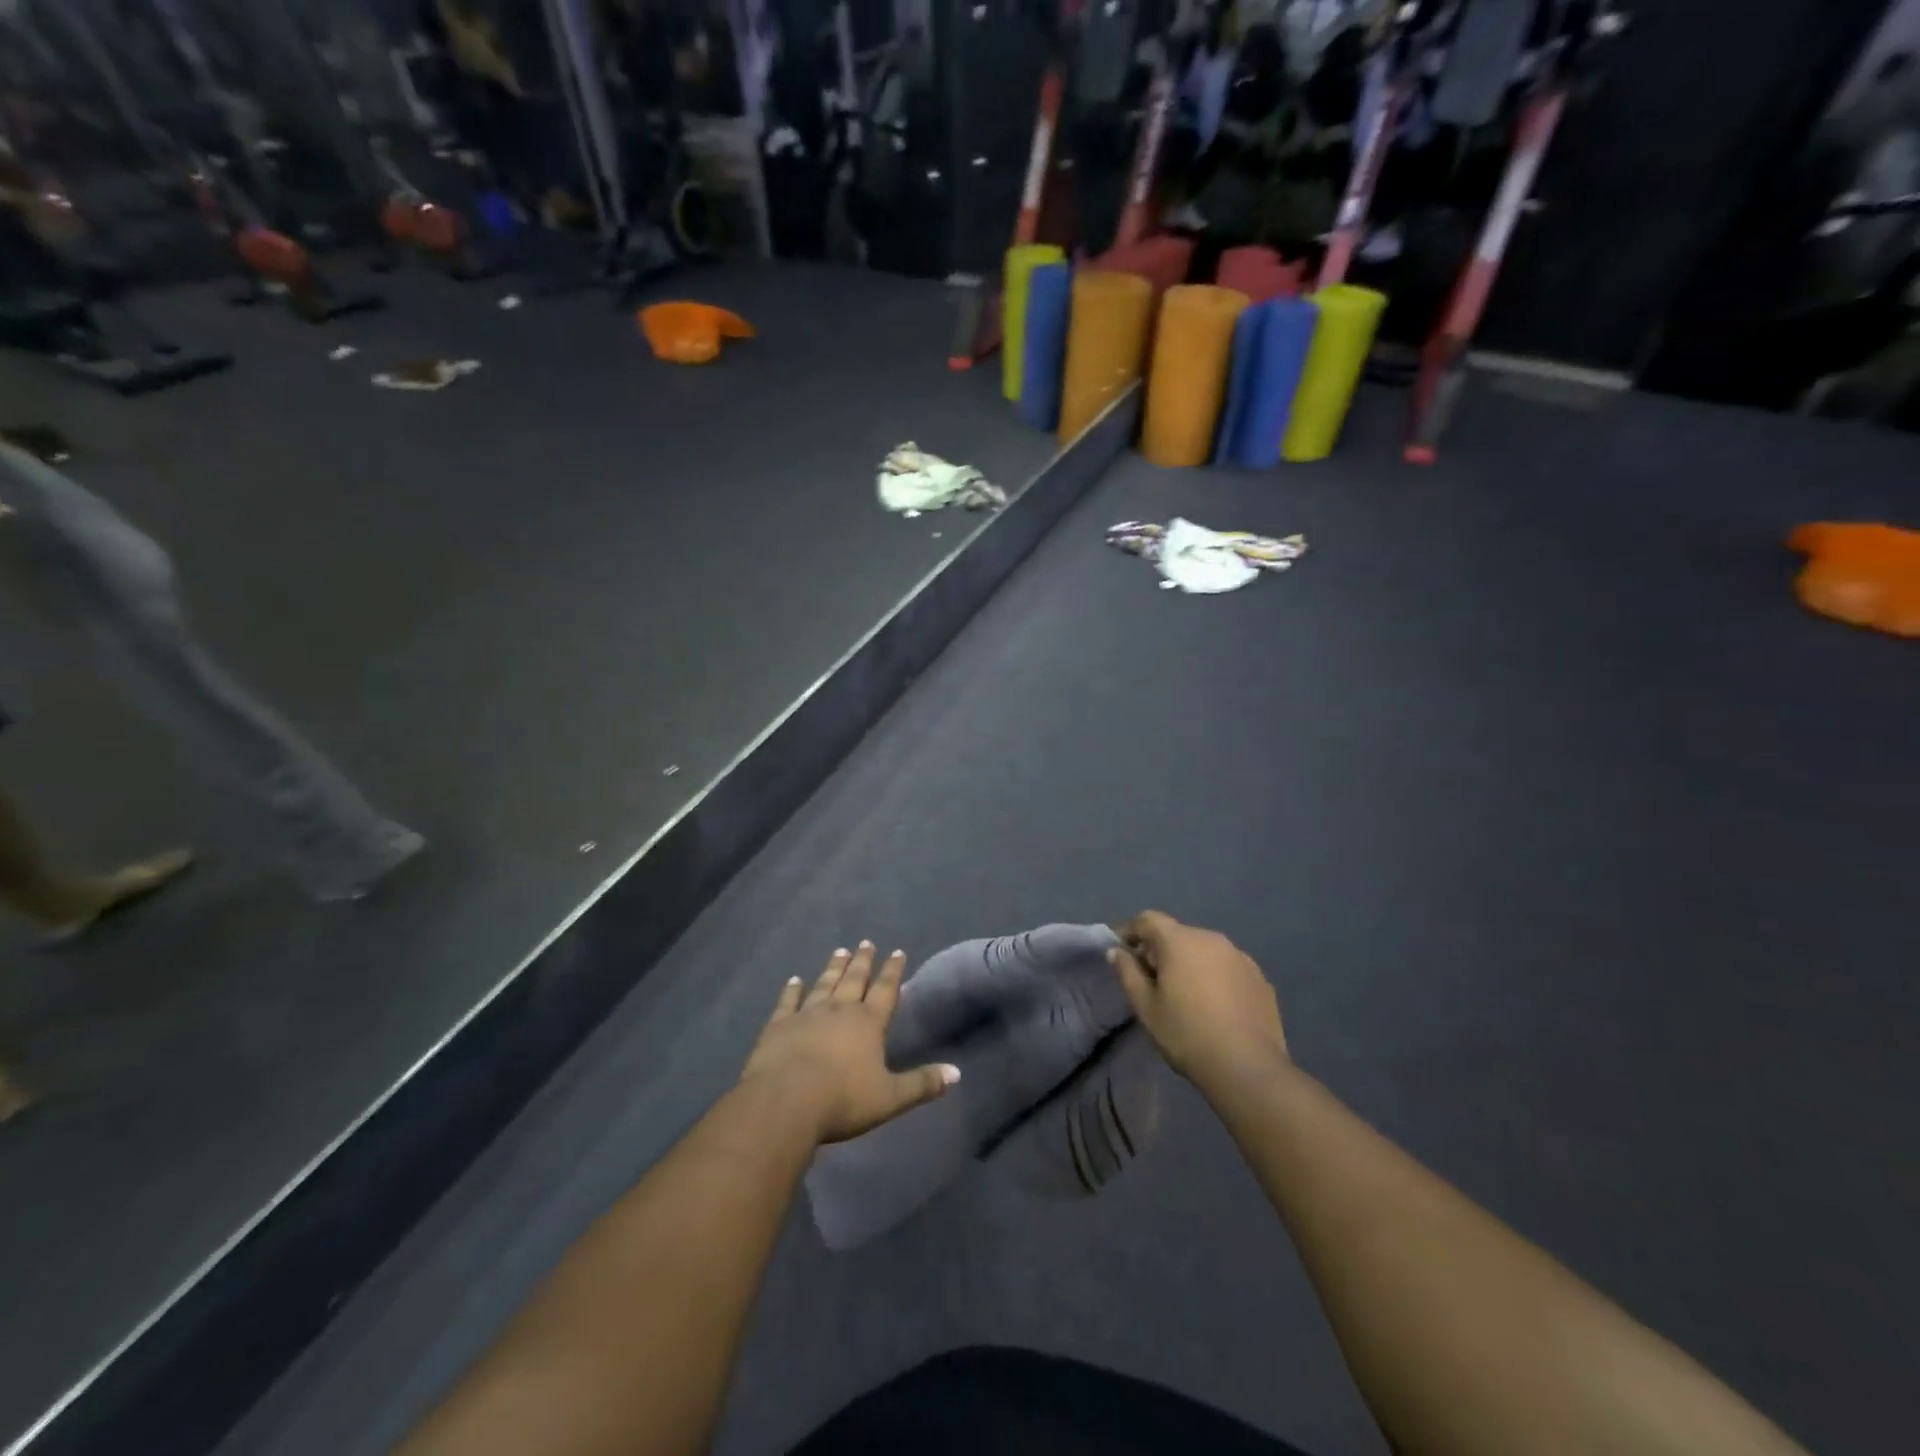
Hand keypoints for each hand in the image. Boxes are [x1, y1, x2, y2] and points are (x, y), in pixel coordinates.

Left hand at [740, 942, 958, 1144]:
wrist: (785, 1102)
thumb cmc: (842, 1100)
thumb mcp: (890, 1098)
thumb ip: (922, 1084)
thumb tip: (956, 1073)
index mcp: (868, 1023)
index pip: (885, 991)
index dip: (893, 971)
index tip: (898, 951)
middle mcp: (839, 1010)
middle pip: (854, 980)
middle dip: (863, 961)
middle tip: (866, 943)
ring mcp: (807, 1014)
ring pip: (824, 984)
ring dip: (834, 968)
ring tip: (840, 951)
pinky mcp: (779, 1025)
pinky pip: (788, 1001)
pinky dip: (792, 989)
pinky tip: (794, 979)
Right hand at [1109, 911, 1287, 1086]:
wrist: (1248, 1068)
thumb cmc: (1187, 1035)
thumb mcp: (1146, 1007)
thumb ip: (1128, 973)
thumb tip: (1117, 951)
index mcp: (1180, 941)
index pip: (1148, 920)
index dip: (1129, 931)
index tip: (1120, 951)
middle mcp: (1212, 938)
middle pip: (1177, 934)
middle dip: (1159, 950)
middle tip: (1149, 979)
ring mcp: (1240, 957)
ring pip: (1204, 950)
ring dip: (1189, 963)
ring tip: (1184, 994)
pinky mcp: (1260, 978)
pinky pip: (1227, 967)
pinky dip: (1214, 976)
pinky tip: (1214, 1005)